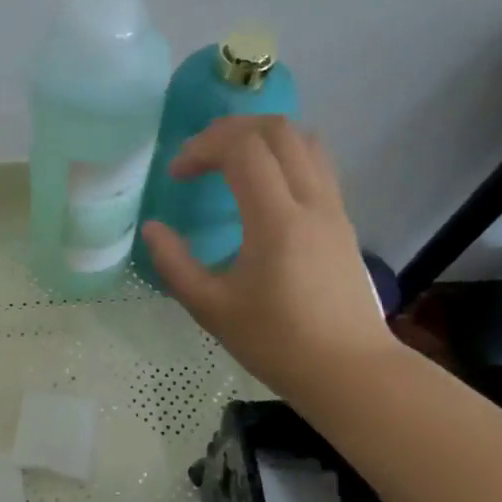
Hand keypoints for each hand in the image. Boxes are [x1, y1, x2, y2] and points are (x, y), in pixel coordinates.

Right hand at [140, 117, 396, 398]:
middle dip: (229, 130)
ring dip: (261, 137)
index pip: (242, 148)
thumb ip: (174, 264)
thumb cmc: (277, 343)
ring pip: (303, 139)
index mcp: (276, 220)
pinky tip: (261, 187)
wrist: (350, 371)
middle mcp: (311, 201)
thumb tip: (152, 228)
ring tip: (229, 161)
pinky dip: (283, 155)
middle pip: (276, 129)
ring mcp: (333, 208)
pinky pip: (316, 163)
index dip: (202, 147)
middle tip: (199, 157)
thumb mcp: (211, 308)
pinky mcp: (342, 220)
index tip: (178, 176)